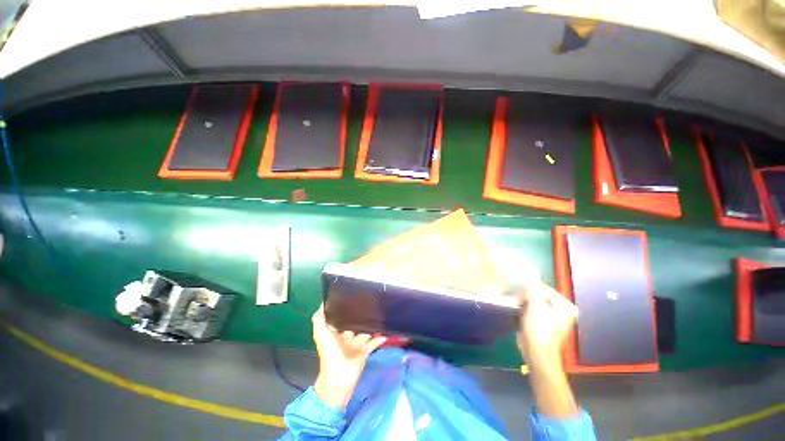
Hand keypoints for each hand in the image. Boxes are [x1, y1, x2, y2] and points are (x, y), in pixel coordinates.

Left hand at [312, 304, 385, 407]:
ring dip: (371, 325)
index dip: (346, 309)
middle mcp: (346, 337)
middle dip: (361, 316)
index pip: (341, 318)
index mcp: (335, 333)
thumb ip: (319, 319)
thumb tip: (323, 303)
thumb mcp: (320, 334)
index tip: (354, 297)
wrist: (338, 377)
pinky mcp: (364, 351)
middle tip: (371, 302)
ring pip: (365, 332)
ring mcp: (356, 345)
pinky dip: (379, 338)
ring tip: (381, 313)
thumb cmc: (329, 353)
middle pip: (355, 324)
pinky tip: (386, 330)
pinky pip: (373, 342)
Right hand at [516, 280, 577, 370]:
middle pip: (539, 295)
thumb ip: (532, 288)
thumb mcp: (534, 306)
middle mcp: (562, 310)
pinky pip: (534, 311)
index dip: (529, 290)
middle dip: (527, 298)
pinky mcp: (545, 324)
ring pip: (535, 302)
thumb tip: (530, 273)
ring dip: (525, 304)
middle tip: (517, 303)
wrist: (537, 355)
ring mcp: (554, 318)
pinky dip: (526, 311)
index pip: (543, 289)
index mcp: (565, 306)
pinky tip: (521, 316)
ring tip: (518, 310)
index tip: (518, 296)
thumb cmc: (539, 330)